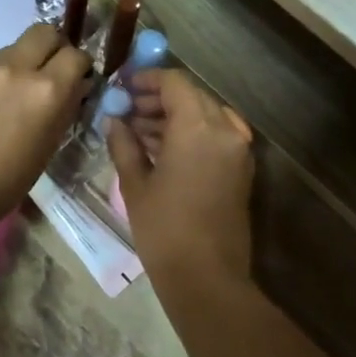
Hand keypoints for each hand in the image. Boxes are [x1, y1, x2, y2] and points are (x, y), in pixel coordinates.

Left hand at [0, 23, 91, 225]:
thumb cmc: (10, 180)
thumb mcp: (50, 144)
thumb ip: (65, 107)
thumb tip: (75, 87)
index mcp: (47, 90)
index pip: (76, 55)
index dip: (82, 66)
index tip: (81, 80)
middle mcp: (19, 68)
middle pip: (45, 32)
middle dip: (56, 46)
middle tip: (56, 70)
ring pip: (18, 45)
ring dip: (29, 58)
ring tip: (26, 87)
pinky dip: (7, 71)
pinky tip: (1, 99)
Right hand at [106, 69, 254, 286]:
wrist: (207, 276)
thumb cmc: (164, 229)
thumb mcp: (135, 184)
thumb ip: (124, 144)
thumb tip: (114, 120)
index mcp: (198, 126)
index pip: (174, 83)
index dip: (147, 79)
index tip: (123, 87)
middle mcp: (225, 129)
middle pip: (192, 97)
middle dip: (159, 99)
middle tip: (127, 110)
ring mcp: (238, 150)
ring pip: (205, 116)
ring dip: (174, 117)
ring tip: (138, 131)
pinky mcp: (241, 169)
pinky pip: (216, 136)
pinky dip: (191, 134)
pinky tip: (162, 150)